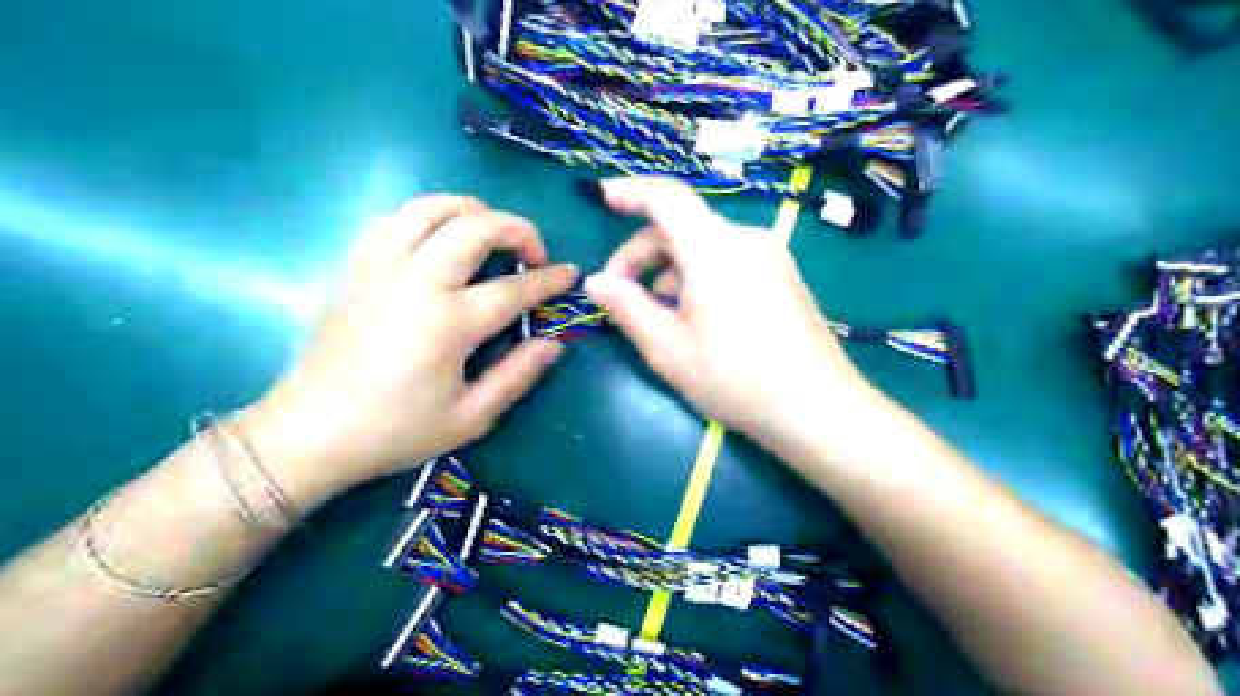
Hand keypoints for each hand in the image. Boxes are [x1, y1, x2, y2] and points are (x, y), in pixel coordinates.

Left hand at [244, 195, 579, 506]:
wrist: (311, 432)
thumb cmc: (396, 431)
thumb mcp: (470, 418)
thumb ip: (517, 376)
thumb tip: (554, 344)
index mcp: (449, 323)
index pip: (514, 288)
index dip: (550, 279)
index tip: (571, 274)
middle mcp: (416, 282)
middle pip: (474, 226)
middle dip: (516, 228)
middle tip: (533, 253)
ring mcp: (381, 268)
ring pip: (429, 207)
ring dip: (470, 210)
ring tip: (489, 233)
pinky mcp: (356, 268)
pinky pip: (393, 219)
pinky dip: (425, 217)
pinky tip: (437, 239)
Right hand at [587, 177, 875, 454]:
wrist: (818, 408)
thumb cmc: (735, 378)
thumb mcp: (668, 348)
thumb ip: (627, 307)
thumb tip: (596, 281)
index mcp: (714, 247)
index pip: (666, 197)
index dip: (629, 192)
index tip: (601, 200)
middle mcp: (746, 239)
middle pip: (683, 226)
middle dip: (643, 253)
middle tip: (620, 295)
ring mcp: (771, 258)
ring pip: (706, 246)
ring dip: (671, 269)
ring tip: (658, 314)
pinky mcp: (784, 278)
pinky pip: (730, 261)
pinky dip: (700, 276)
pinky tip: (696, 317)